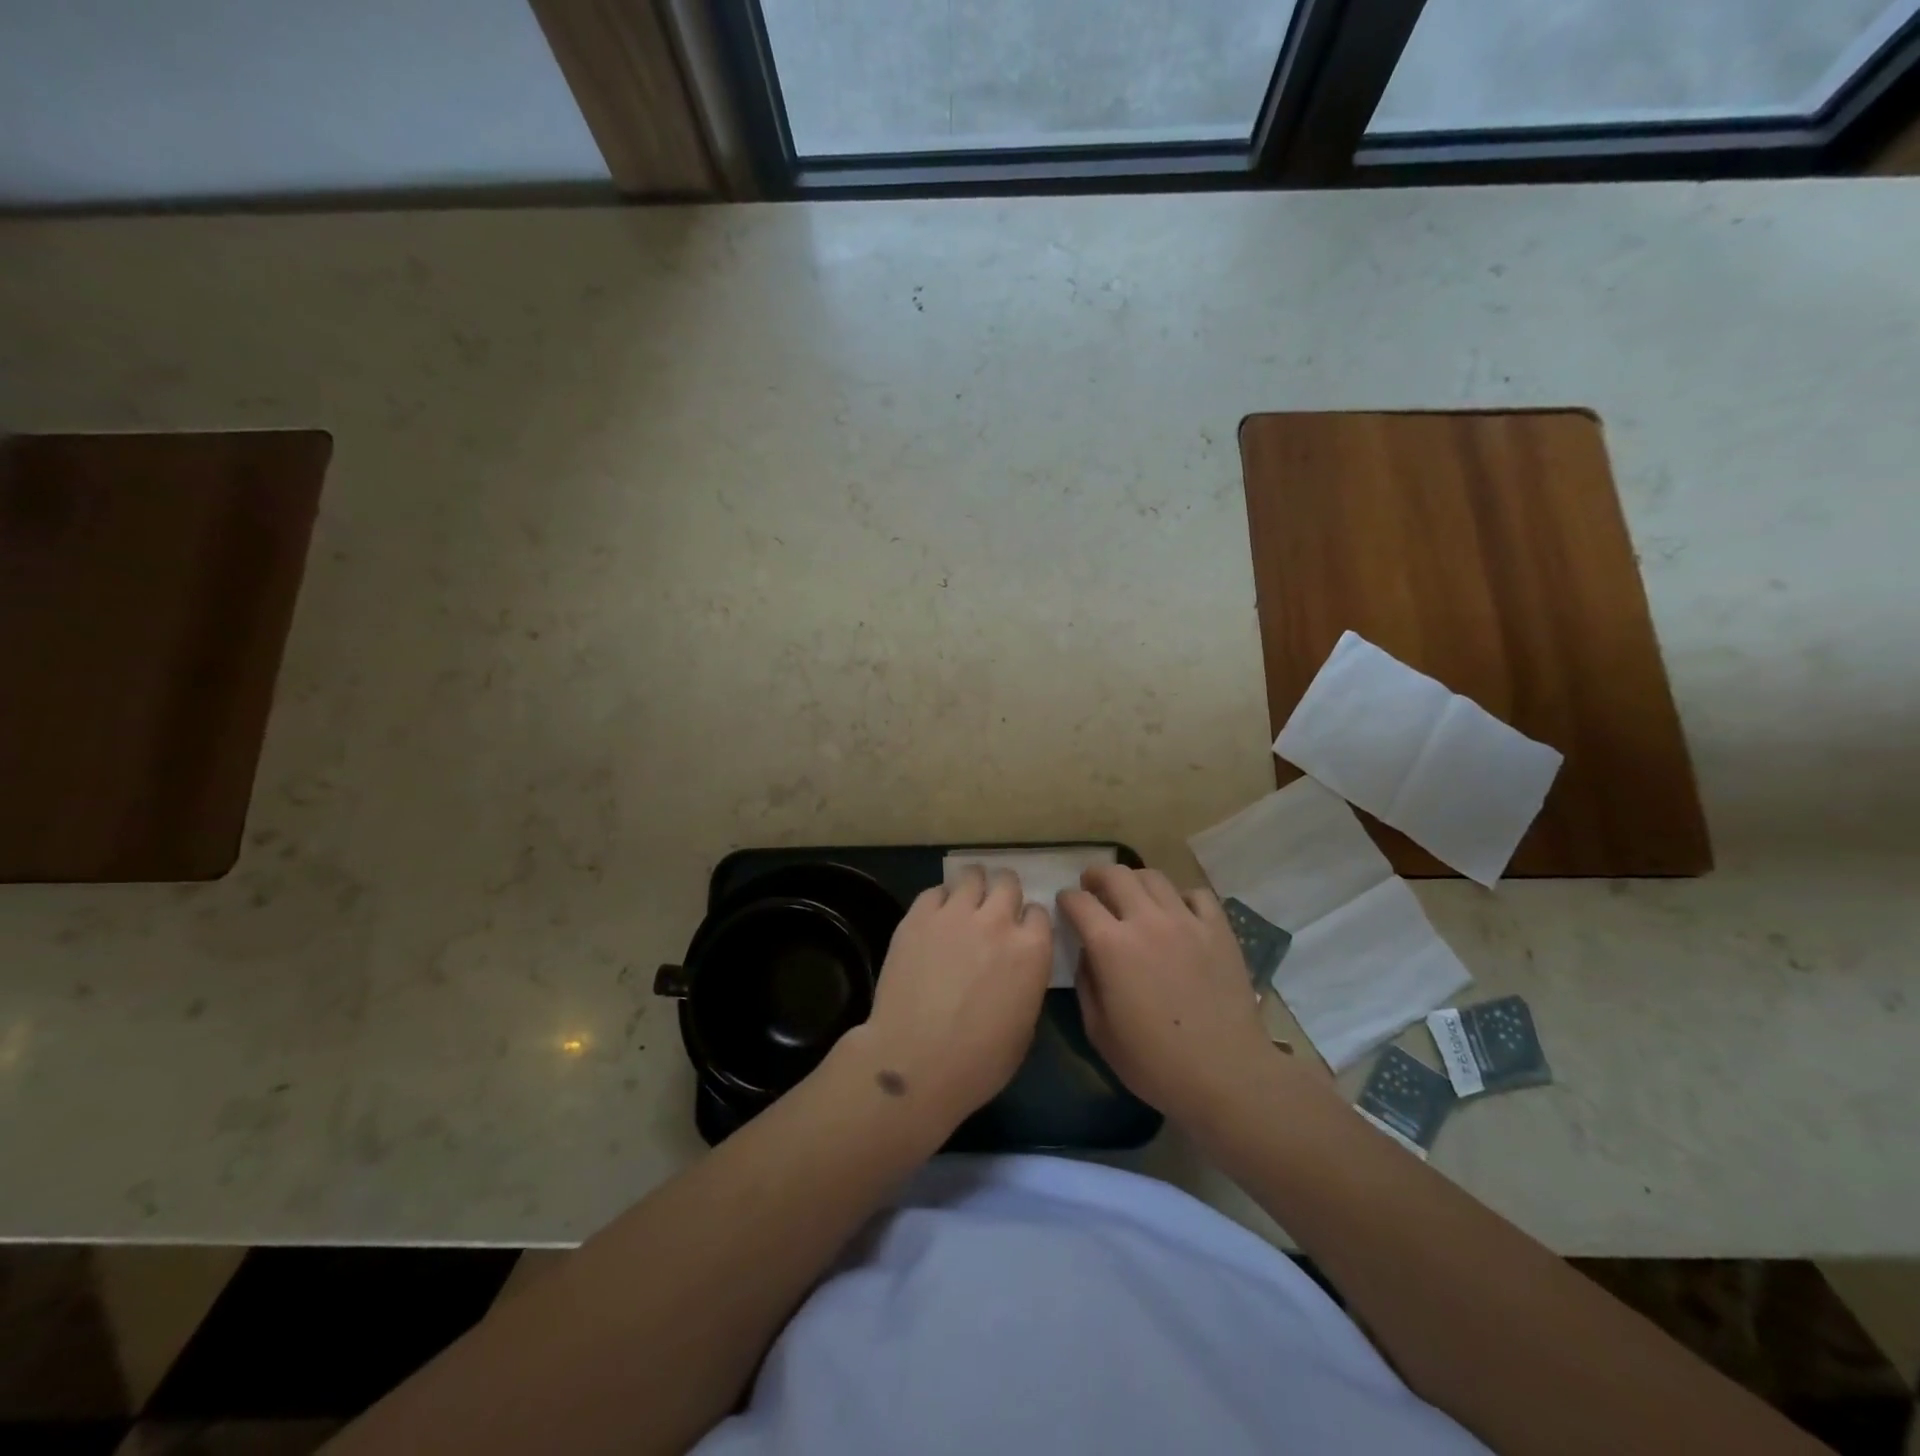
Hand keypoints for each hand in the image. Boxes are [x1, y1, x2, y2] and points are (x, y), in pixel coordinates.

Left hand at [842, 866, 1052, 1132]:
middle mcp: (997, 921)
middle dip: (1003, 892)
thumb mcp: (1025, 1026)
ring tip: (965, 901)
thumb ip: (1026, 982)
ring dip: (973, 886)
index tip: (1019, 932)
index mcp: (1031, 950)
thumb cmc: (979, 1062)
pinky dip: (940, 900)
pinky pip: (935, 891)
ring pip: (972, 875)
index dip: (1028, 921)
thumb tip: (1016, 968)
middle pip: (1007, 882)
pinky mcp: (918, 916)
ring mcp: (955, 914)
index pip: (1039, 912)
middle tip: (992, 908)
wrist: (915, 1062)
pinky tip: (935, 917)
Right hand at [1060, 866, 1281, 1128]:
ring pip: (1154, 877)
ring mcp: (1186, 921)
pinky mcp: (1219, 929)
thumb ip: (1086, 982)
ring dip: (1134, 881)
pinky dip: (1179, 897)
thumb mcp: (1098, 1031)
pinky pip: (1196, 894)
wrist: (1226, 1075)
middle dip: (1096, 876)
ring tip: (1132, 896)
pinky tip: (1176, 914)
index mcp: (1111, 945)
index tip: (1065, 905)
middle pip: (1115, 874)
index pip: (1079, 901)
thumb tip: (1087, 953)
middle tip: (1092, 887)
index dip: (1067, 899)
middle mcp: (1146, 921)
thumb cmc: (1154, 1062)